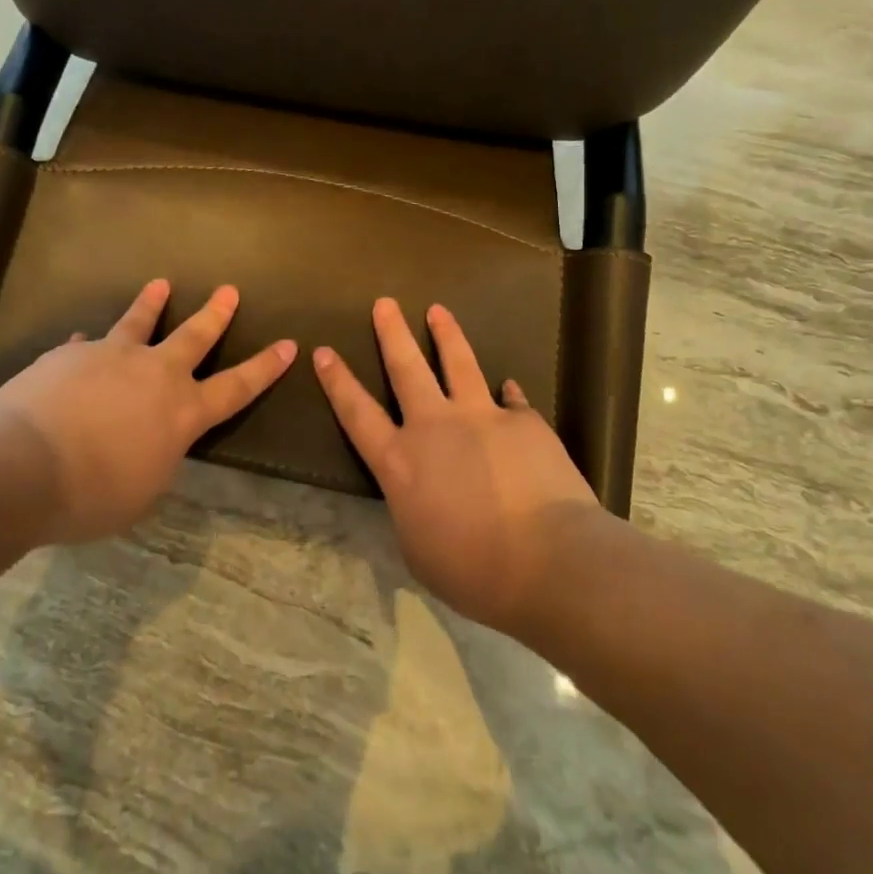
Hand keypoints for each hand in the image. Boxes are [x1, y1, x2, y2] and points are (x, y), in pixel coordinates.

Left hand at [0, 279, 295, 544]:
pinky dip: (85, 349)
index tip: (288, 344)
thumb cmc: (92, 494)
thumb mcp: (142, 491)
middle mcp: (154, 374)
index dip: (264, 367)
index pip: (236, 387)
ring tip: (160, 284)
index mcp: (181, 412)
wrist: (22, 466)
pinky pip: (83, 348)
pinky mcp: (70, 355)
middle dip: (215, 314)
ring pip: (138, 322)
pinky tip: (78, 345)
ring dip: (151, 303)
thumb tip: (149, 437)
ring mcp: (111, 357)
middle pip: (194, 336)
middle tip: (228, 290)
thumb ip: (155, 458)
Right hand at [313, 298, 601, 631]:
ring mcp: (481, 417)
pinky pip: (511, 400)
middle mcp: (434, 426)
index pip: (357, 413)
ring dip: (446, 334)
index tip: (324, 351)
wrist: (549, 561)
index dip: (338, 381)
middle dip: (392, 332)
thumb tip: (419, 491)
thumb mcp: (418, 548)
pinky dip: (507, 393)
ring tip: (438, 310)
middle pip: (406, 368)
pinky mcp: (523, 421)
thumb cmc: (473, 570)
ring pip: (458, 363)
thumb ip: (411, 507)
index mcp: (400, 462)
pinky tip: (508, 385)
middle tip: (384, 303)